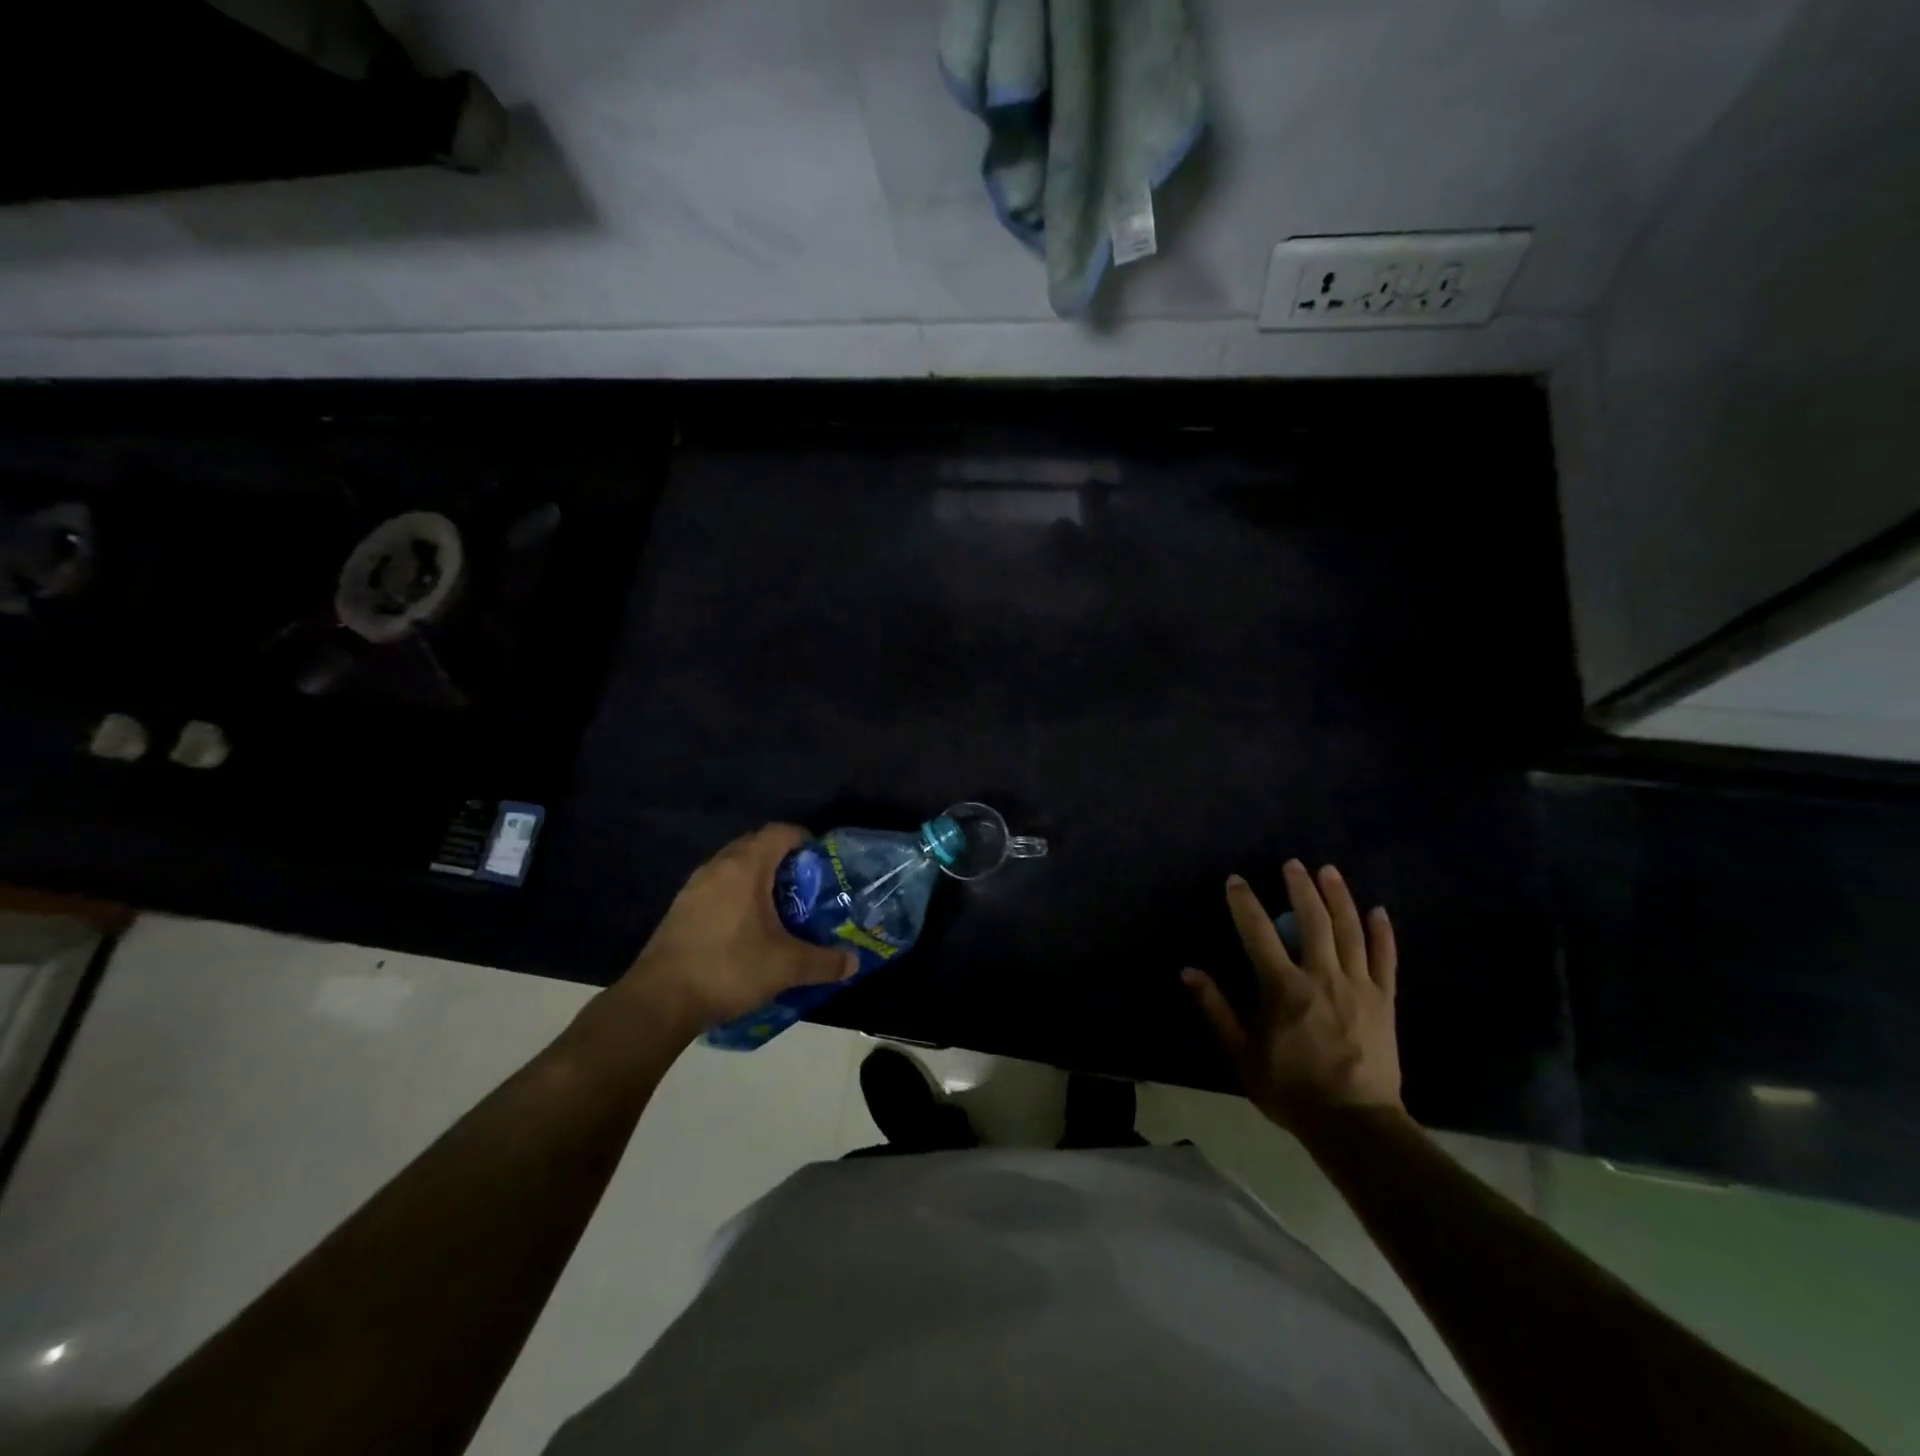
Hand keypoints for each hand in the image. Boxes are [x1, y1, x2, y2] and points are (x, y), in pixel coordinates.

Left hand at [615, 825, 857, 1034]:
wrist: (658, 1001)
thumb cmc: (728, 969)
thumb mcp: (786, 967)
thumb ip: (824, 962)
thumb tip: (853, 962)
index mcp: (745, 867)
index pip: (780, 832)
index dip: (804, 840)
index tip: (821, 862)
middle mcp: (717, 867)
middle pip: (755, 844)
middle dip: (782, 859)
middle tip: (805, 886)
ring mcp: (693, 887)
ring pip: (733, 866)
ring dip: (756, 878)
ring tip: (778, 907)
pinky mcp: (680, 909)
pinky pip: (716, 887)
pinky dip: (735, 895)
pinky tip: (746, 928)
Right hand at [1182, 861, 1402, 1132]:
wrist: (1354, 1124)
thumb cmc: (1291, 1089)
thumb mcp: (1241, 1053)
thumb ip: (1216, 1009)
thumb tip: (1188, 972)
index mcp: (1283, 987)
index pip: (1257, 932)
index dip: (1244, 902)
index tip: (1236, 880)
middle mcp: (1322, 976)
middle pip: (1313, 920)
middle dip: (1301, 887)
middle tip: (1293, 864)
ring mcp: (1359, 986)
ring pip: (1350, 930)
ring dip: (1338, 897)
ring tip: (1329, 871)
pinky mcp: (1385, 1001)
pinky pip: (1385, 959)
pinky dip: (1382, 933)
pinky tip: (1378, 910)